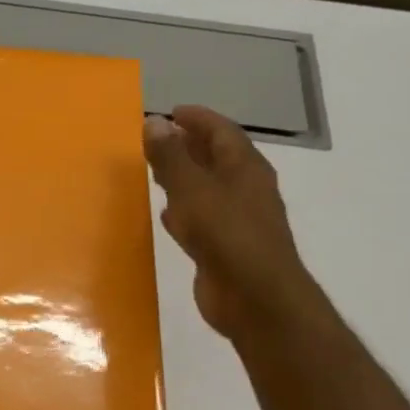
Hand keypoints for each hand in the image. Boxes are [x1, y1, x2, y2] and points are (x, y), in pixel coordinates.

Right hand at [143, 105, 324, 342]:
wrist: (254, 297)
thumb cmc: (227, 236)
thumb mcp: (193, 191)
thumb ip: (171, 157)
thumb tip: (154, 122)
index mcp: (245, 169)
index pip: (223, 132)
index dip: (198, 119)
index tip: (171, 111)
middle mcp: (245, 189)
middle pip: (217, 158)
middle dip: (190, 145)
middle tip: (159, 138)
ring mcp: (237, 219)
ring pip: (208, 188)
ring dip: (185, 177)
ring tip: (156, 171)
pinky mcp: (225, 246)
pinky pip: (202, 217)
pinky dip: (183, 209)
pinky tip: (166, 215)